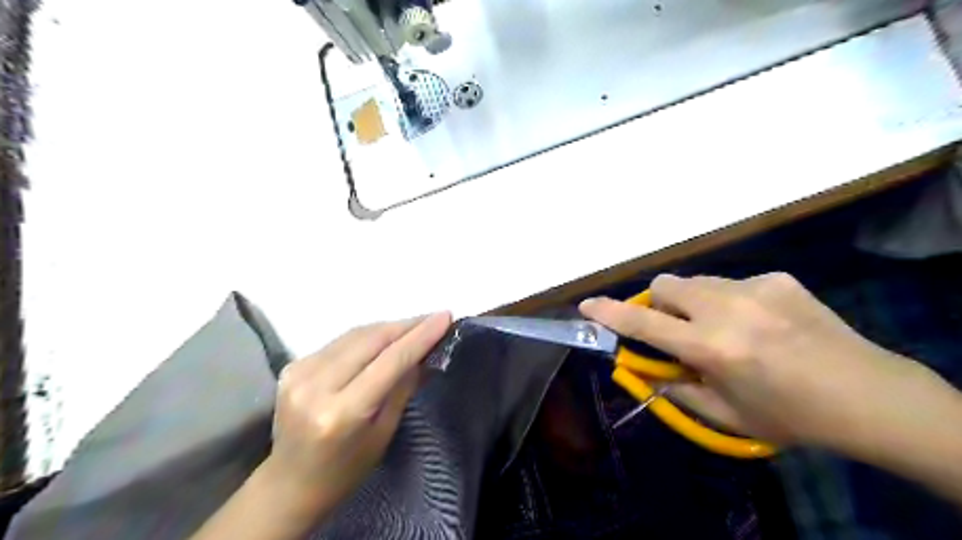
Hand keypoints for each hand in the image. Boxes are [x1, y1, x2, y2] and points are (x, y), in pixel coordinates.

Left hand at [263, 315, 453, 515]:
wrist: (290, 483)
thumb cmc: (346, 469)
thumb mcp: (383, 433)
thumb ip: (403, 387)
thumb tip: (426, 353)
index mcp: (341, 412)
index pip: (389, 361)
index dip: (420, 336)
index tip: (445, 317)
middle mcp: (316, 386)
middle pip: (371, 340)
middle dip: (406, 325)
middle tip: (434, 318)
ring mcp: (299, 372)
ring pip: (355, 334)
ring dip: (388, 327)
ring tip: (414, 325)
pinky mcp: (293, 365)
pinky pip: (340, 341)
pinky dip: (367, 336)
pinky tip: (384, 338)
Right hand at [579, 275, 915, 446]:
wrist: (870, 396)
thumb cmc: (791, 416)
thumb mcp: (725, 413)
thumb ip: (676, 387)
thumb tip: (646, 367)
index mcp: (712, 347)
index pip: (644, 324)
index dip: (610, 313)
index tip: (588, 306)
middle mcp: (727, 309)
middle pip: (666, 284)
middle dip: (660, 304)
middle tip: (678, 329)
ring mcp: (755, 287)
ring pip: (698, 281)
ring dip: (695, 302)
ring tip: (727, 328)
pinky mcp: (778, 278)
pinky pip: (733, 283)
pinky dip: (731, 301)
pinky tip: (762, 323)